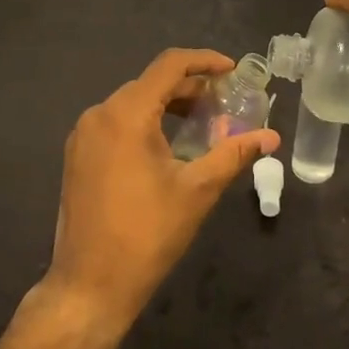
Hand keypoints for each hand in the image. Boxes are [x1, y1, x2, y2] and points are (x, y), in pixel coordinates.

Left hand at [44, 49, 279, 335]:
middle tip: (224, 104)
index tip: (233, 71)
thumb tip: (271, 137)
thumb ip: (234, 154)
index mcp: (126, 114)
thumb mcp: (197, 191)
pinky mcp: (77, 156)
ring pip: (132, 103)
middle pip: (151, 83)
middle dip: (190, 87)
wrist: (88, 287)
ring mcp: (83, 135)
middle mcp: (99, 114)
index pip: (169, 65)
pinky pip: (116, 123)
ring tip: (201, 124)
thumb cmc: (147, 235)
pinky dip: (145, 122)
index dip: (204, 61)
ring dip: (168, 105)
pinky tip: (168, 146)